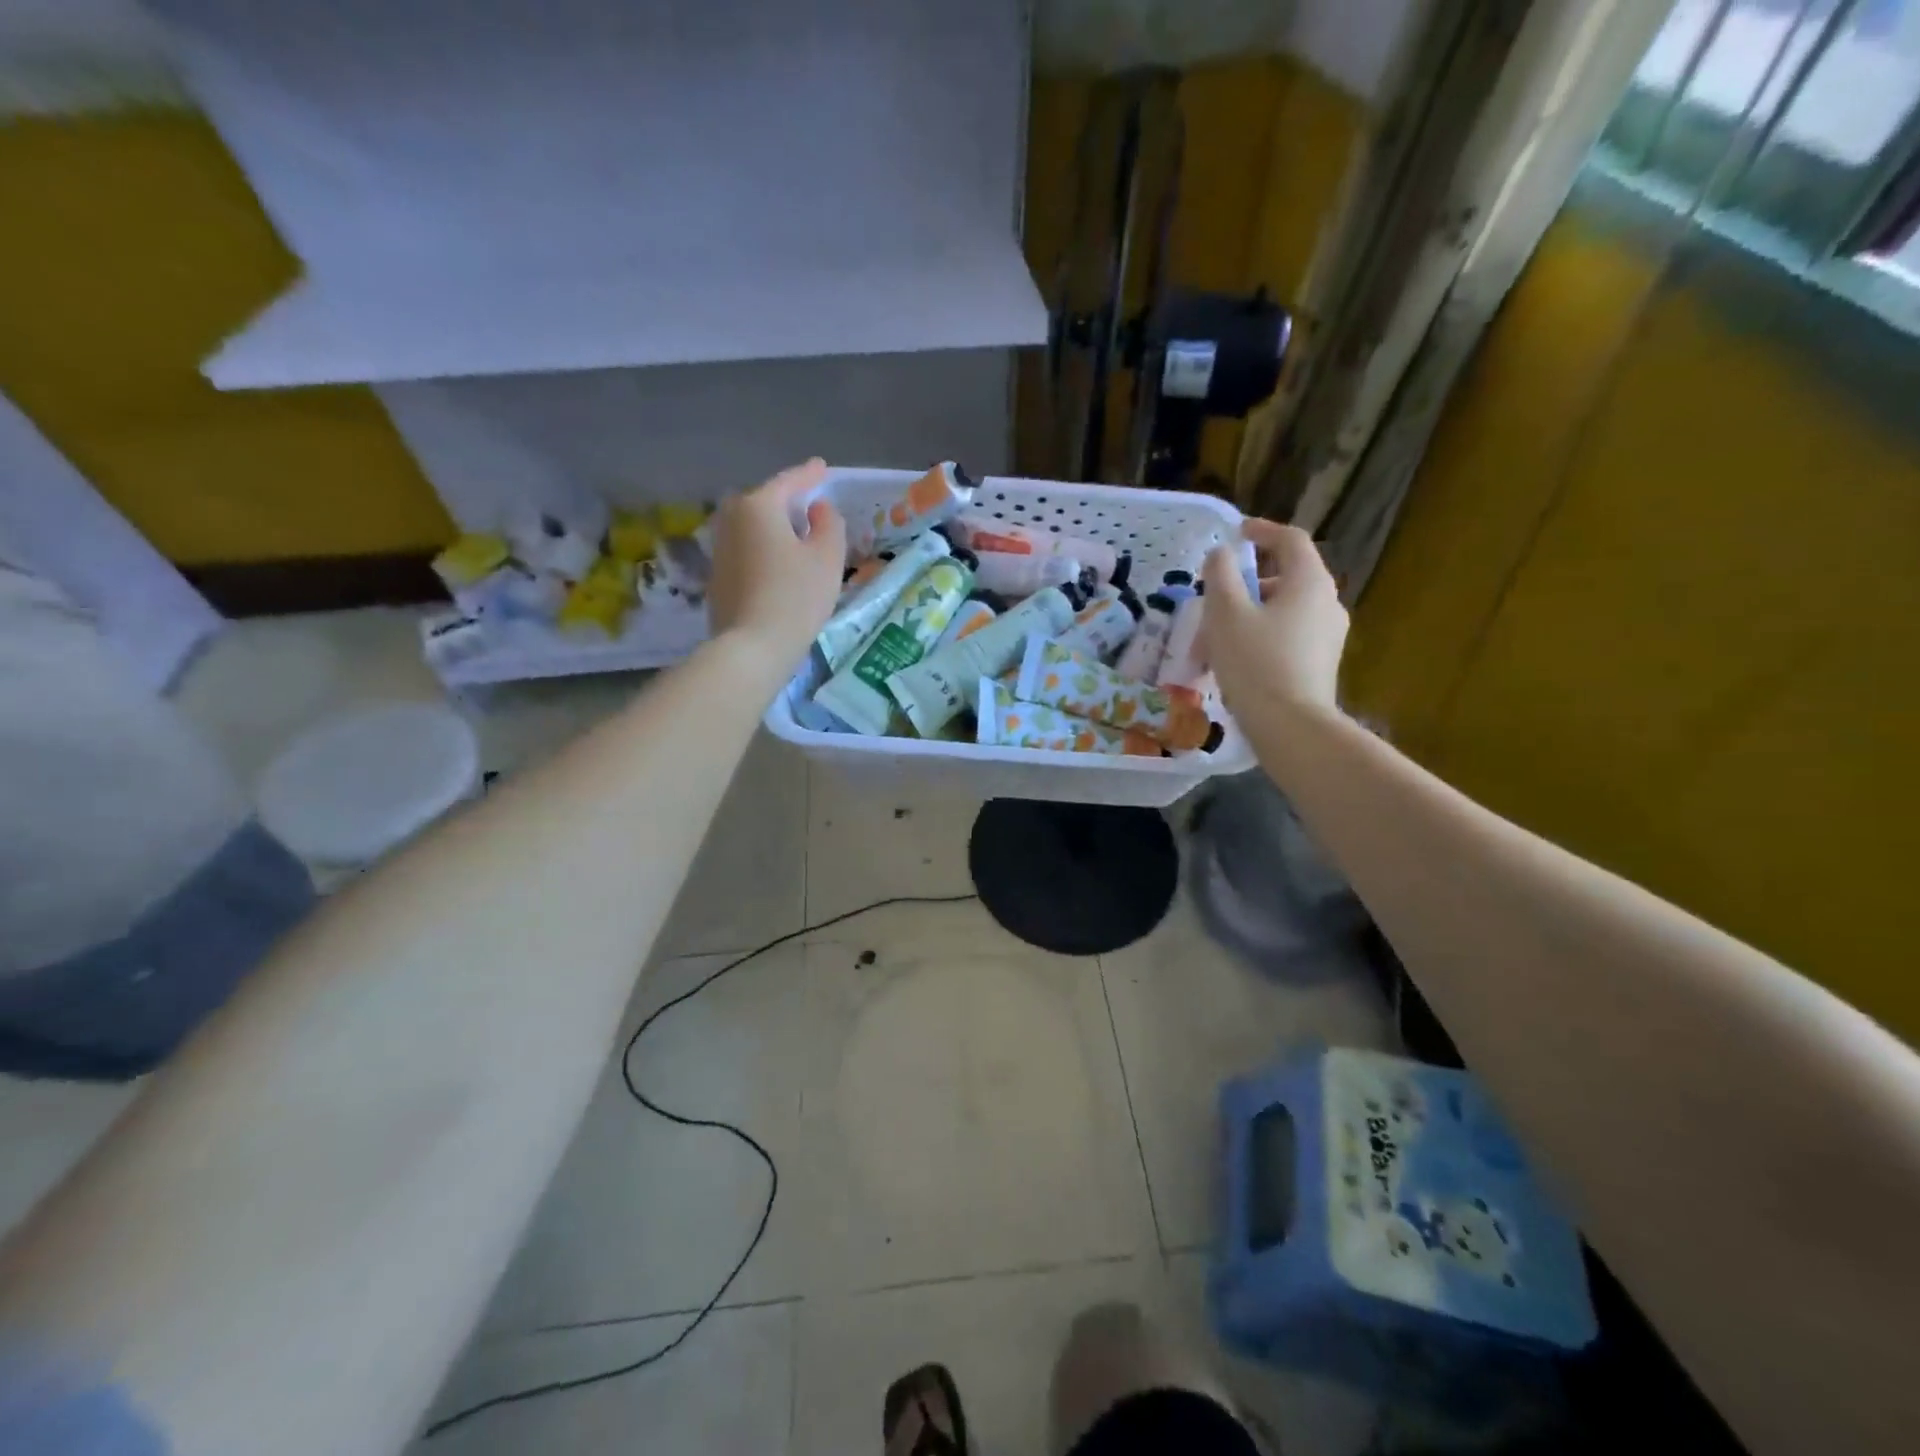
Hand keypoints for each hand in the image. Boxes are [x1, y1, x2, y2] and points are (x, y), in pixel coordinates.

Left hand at [707, 458, 846, 667]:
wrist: (752, 646)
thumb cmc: (796, 596)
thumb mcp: (827, 557)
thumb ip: (828, 524)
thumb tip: (816, 509)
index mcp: (758, 506)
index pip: (788, 482)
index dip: (809, 475)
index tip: (822, 467)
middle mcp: (731, 519)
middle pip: (763, 501)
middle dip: (785, 500)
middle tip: (808, 504)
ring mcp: (719, 548)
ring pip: (751, 526)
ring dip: (773, 526)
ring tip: (796, 534)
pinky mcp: (717, 576)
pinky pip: (746, 549)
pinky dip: (763, 547)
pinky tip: (778, 563)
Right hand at [1200, 518, 1347, 716]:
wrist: (1291, 727)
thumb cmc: (1255, 663)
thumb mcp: (1225, 613)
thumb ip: (1220, 575)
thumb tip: (1222, 555)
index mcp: (1309, 582)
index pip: (1290, 540)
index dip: (1262, 531)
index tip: (1236, 534)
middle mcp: (1327, 602)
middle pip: (1285, 578)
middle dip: (1245, 584)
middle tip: (1213, 600)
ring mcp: (1328, 635)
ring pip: (1283, 611)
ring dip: (1248, 615)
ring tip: (1214, 640)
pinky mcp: (1320, 663)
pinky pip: (1287, 636)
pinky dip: (1260, 637)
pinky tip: (1233, 663)